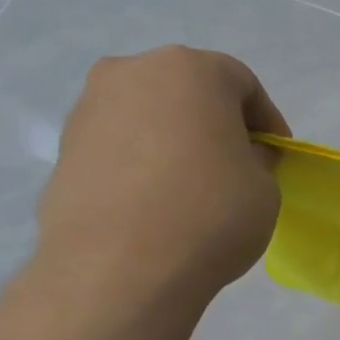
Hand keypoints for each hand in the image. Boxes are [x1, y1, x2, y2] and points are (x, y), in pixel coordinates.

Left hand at [34, 47, 289, 311]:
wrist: (119, 269)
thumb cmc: (211, 214)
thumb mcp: (265, 187)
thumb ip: (256, 159)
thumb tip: (236, 156)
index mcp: (191, 71)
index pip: (242, 83)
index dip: (267, 120)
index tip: (276, 156)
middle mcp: (132, 73)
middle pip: (188, 90)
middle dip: (216, 123)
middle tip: (236, 165)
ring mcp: (89, 109)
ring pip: (149, 116)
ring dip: (175, 142)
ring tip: (192, 189)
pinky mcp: (63, 149)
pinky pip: (119, 147)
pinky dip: (142, 165)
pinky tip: (157, 205)